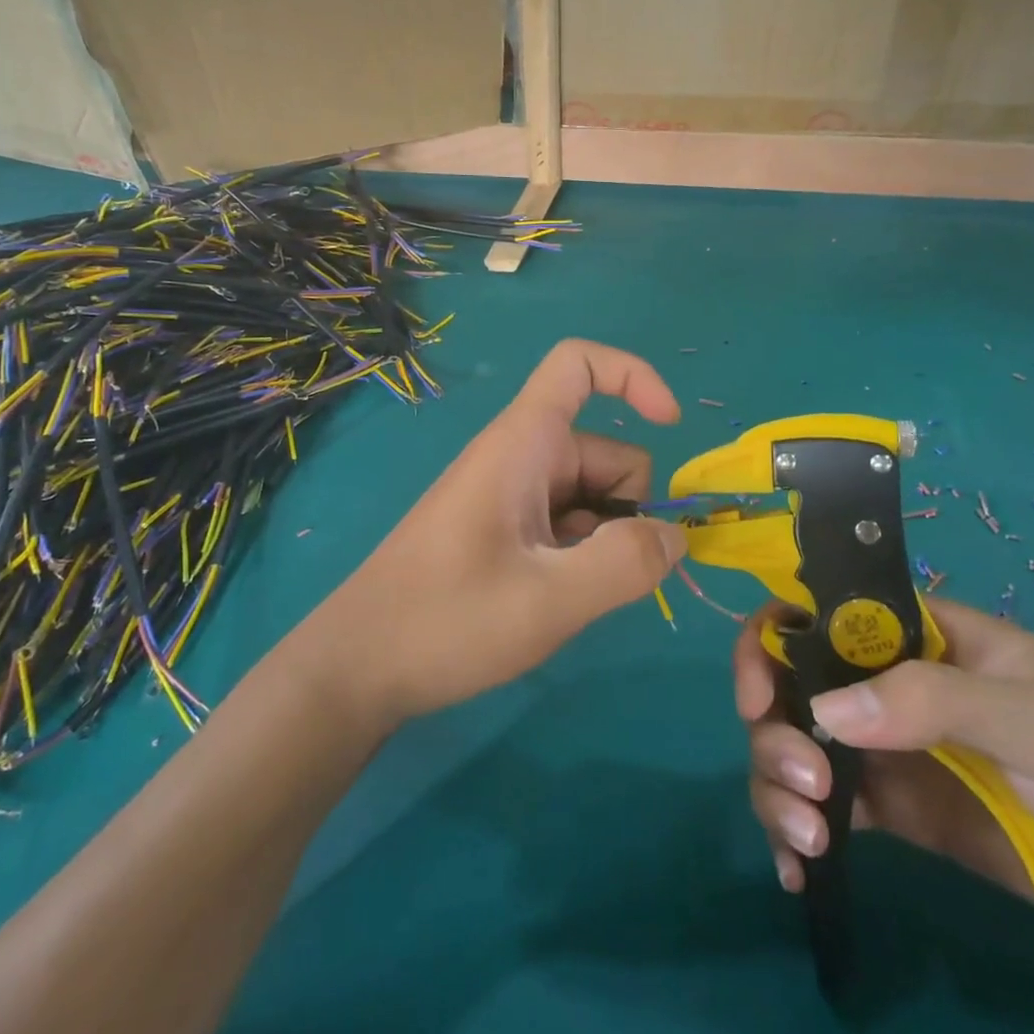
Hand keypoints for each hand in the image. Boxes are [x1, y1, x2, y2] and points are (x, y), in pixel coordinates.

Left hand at [311, 339, 686, 727]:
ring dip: (604, 542)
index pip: (578, 365)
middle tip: (600, 576)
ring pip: (593, 497)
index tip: (671, 424)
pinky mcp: (503, 529)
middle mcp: (519, 457)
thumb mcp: (548, 601)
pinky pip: (568, 525)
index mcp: (522, 444)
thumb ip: (626, 564)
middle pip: (607, 451)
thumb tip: (674, 536)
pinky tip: (550, 602)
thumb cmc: (444, 621)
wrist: (358, 668)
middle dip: (628, 508)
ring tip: (564, 598)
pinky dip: (580, 557)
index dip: (633, 376)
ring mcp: (510, 495)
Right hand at [737, 597, 1033, 952]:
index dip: (774, 642)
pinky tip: (797, 871)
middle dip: (775, 731)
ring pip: (796, 748)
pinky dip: (796, 835)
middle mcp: (888, 684)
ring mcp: (889, 750)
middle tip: (805, 788)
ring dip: (777, 786)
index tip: (759, 695)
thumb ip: (932, 701)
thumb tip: (822, 711)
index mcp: (917, 637)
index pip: (819, 615)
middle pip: (792, 687)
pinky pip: (825, 811)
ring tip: (809, 841)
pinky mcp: (897, 813)